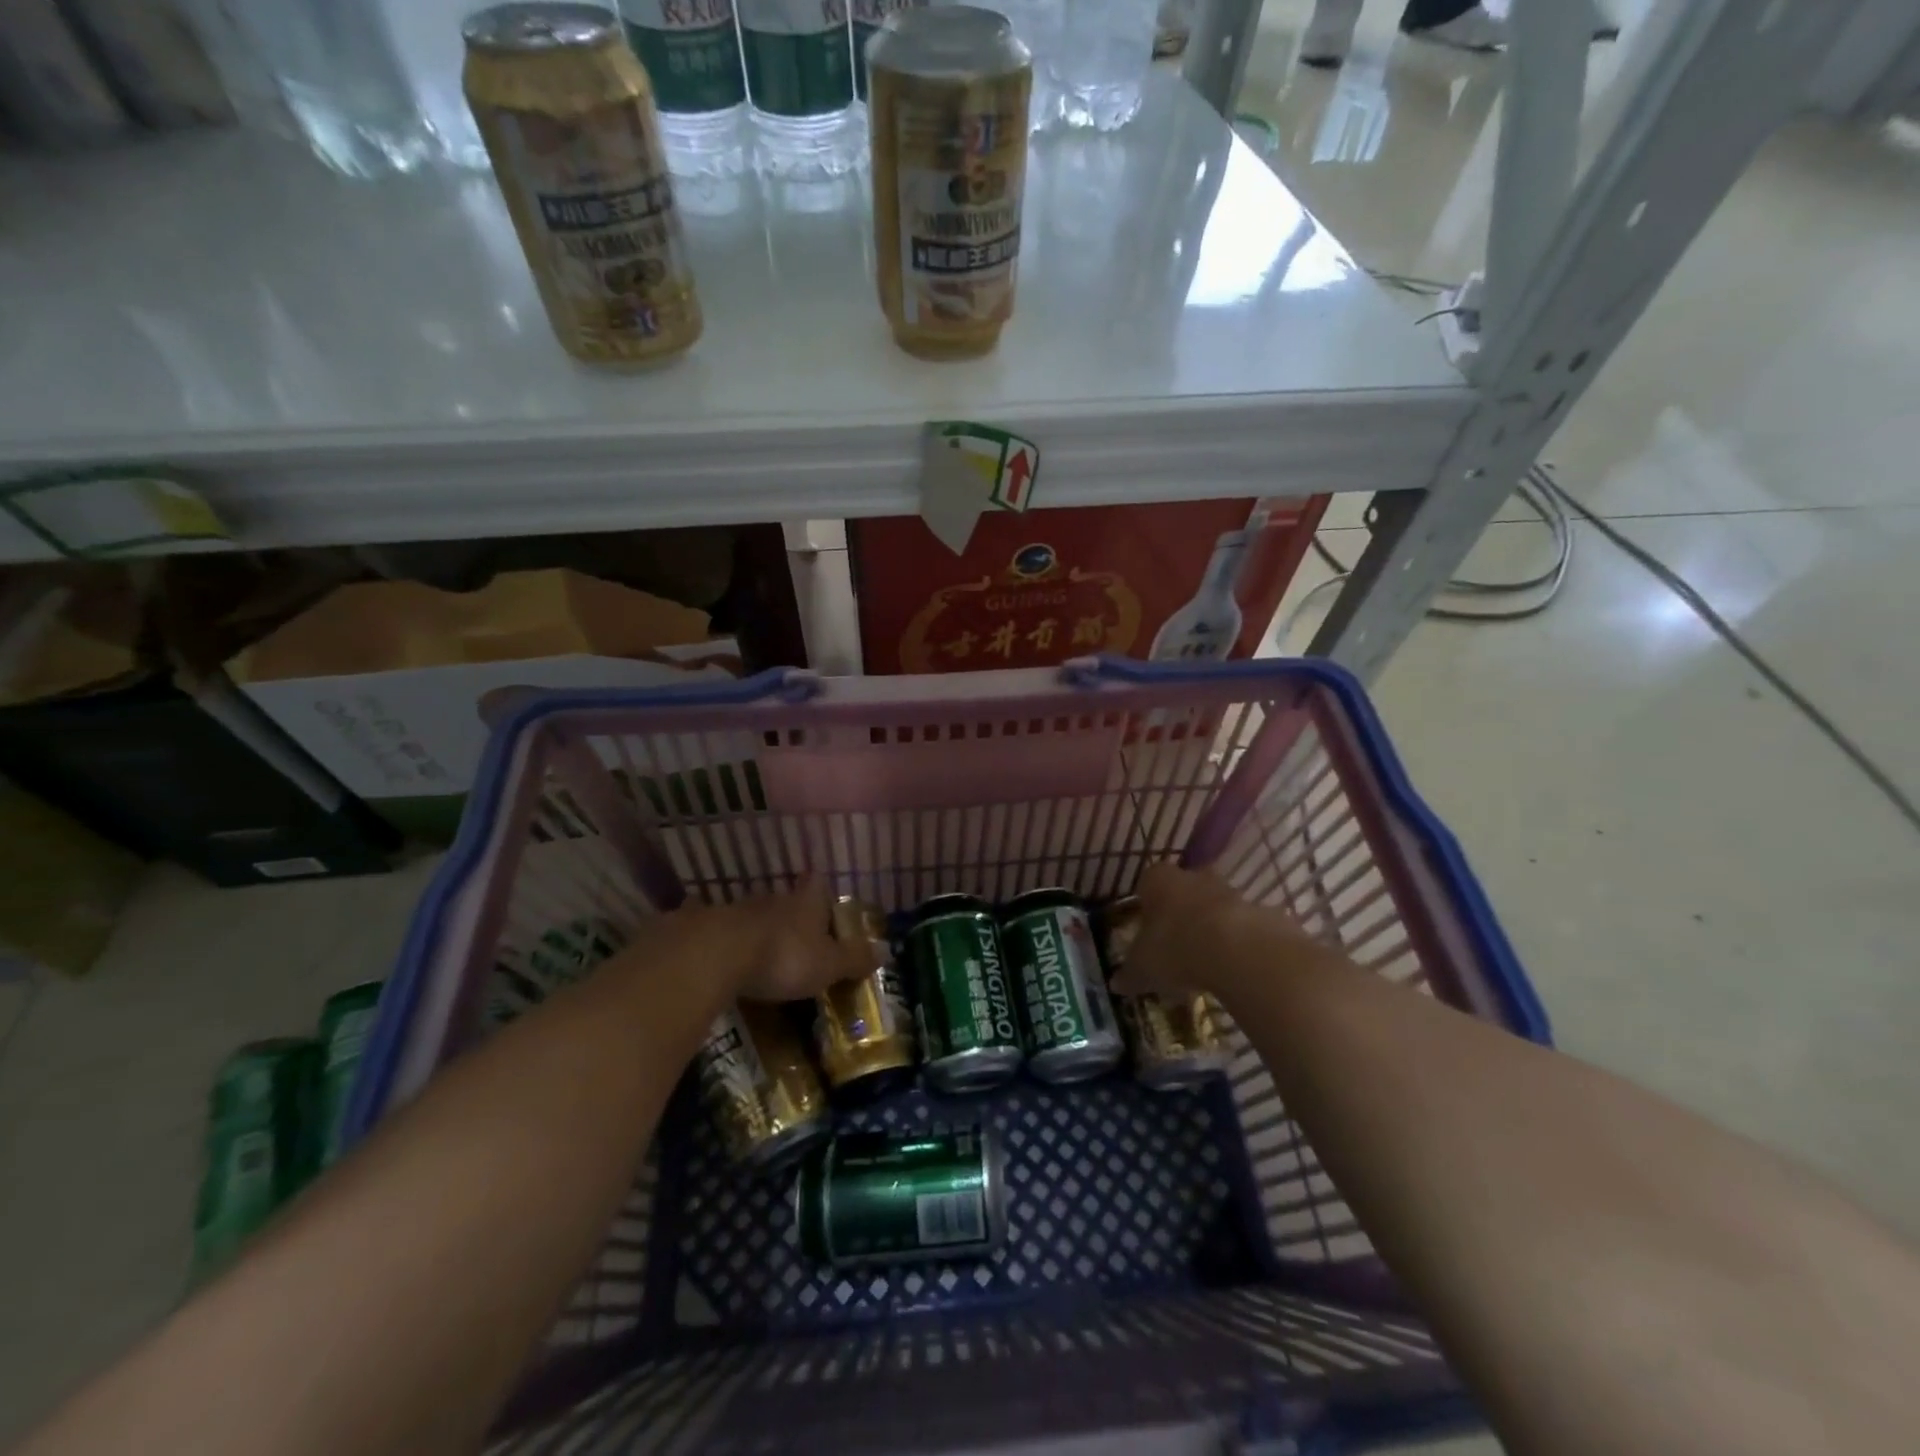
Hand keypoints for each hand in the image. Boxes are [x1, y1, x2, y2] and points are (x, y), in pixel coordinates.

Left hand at [683, 879, 872, 1003]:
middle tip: (797, 938)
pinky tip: (722, 960)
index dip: (822, 892)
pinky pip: (719, 931)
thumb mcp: (828, 965)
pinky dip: (723, 943)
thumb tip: (887, 949)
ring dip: (757, 930)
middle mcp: (772, 898)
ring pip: (753, 914)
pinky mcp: (704, 926)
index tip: (825, 903)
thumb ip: (854, 958)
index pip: (818, 885)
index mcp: (805, 902)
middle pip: (785, 900)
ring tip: (761, 954)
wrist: (715, 955)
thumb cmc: (784, 957)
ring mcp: (736, 910)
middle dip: (791, 916)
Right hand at [1108, 862, 1292, 1000]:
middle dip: (1178, 916)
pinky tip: (1230, 971)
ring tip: (1203, 965)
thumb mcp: (1142, 968)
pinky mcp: (1259, 911)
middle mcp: (1193, 876)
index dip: (1145, 908)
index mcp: (1158, 880)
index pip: (1146, 885)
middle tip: (1173, 947)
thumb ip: (1129, 974)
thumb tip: (1115, 984)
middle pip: (1182, 893)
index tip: (1145, 932)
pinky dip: (1235, 945)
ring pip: (1213, 908)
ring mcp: (1229, 891)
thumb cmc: (1176, 948)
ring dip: (1208, 930)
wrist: (1239, 951)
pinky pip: (1240, 928)